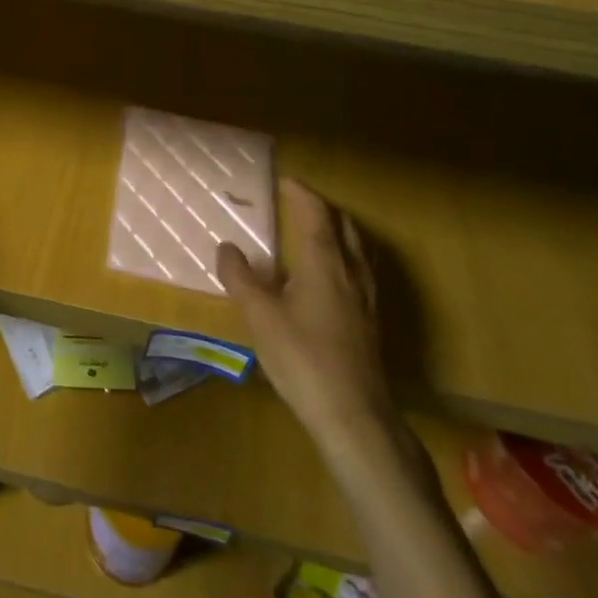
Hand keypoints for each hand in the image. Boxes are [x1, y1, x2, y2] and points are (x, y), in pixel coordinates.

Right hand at [218, 179, 399, 457]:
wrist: (354, 416)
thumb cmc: (303, 359)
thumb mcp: (260, 316)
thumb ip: (241, 278)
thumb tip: (227, 247)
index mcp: (324, 263)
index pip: (316, 214)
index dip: (301, 194)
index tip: (285, 181)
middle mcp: (351, 273)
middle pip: (344, 227)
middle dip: (322, 209)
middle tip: (298, 203)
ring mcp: (367, 299)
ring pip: (357, 250)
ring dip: (337, 232)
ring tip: (315, 233)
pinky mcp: (371, 323)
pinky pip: (360, 272)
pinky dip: (344, 258)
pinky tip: (330, 279)